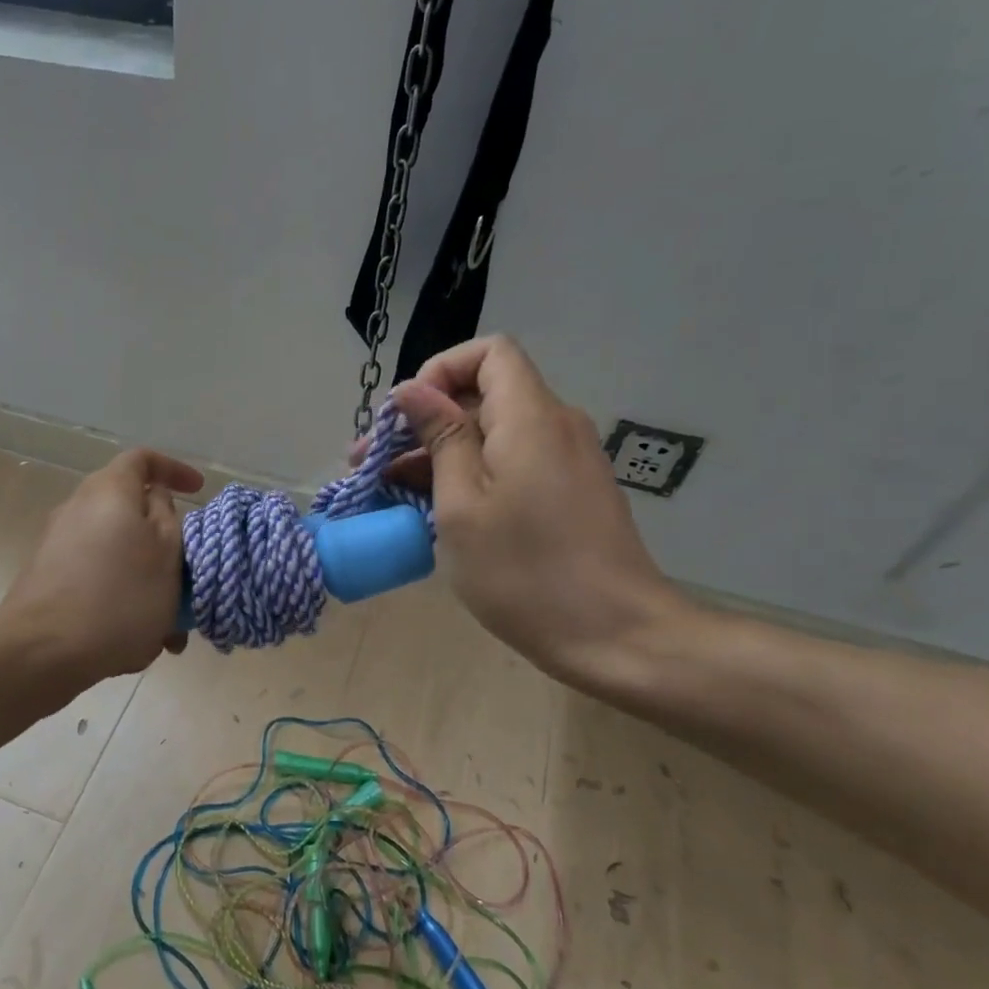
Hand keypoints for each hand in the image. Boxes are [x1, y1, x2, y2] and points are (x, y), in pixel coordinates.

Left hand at [1, 449, 202, 682]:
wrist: (43, 650)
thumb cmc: (121, 595)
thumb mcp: (167, 552)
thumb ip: (167, 515)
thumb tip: (155, 497)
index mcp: (109, 490)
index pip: (143, 459)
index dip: (174, 469)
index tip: (199, 491)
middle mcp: (78, 507)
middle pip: (129, 509)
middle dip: (163, 540)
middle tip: (187, 570)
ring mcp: (57, 544)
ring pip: (117, 552)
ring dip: (146, 579)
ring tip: (169, 624)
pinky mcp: (47, 579)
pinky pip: (97, 578)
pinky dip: (122, 597)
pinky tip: (138, 640)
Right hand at [388, 336, 696, 687]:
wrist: (617, 636)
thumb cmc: (525, 571)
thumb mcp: (462, 504)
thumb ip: (440, 437)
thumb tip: (414, 390)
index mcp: (530, 417)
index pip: (489, 353)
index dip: (440, 370)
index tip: (405, 417)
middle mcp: (556, 426)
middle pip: (484, 396)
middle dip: (424, 421)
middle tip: (372, 464)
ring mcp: (567, 461)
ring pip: (495, 434)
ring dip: (441, 454)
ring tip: (390, 492)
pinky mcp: (570, 493)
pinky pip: (514, 464)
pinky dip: (472, 476)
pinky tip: (436, 512)